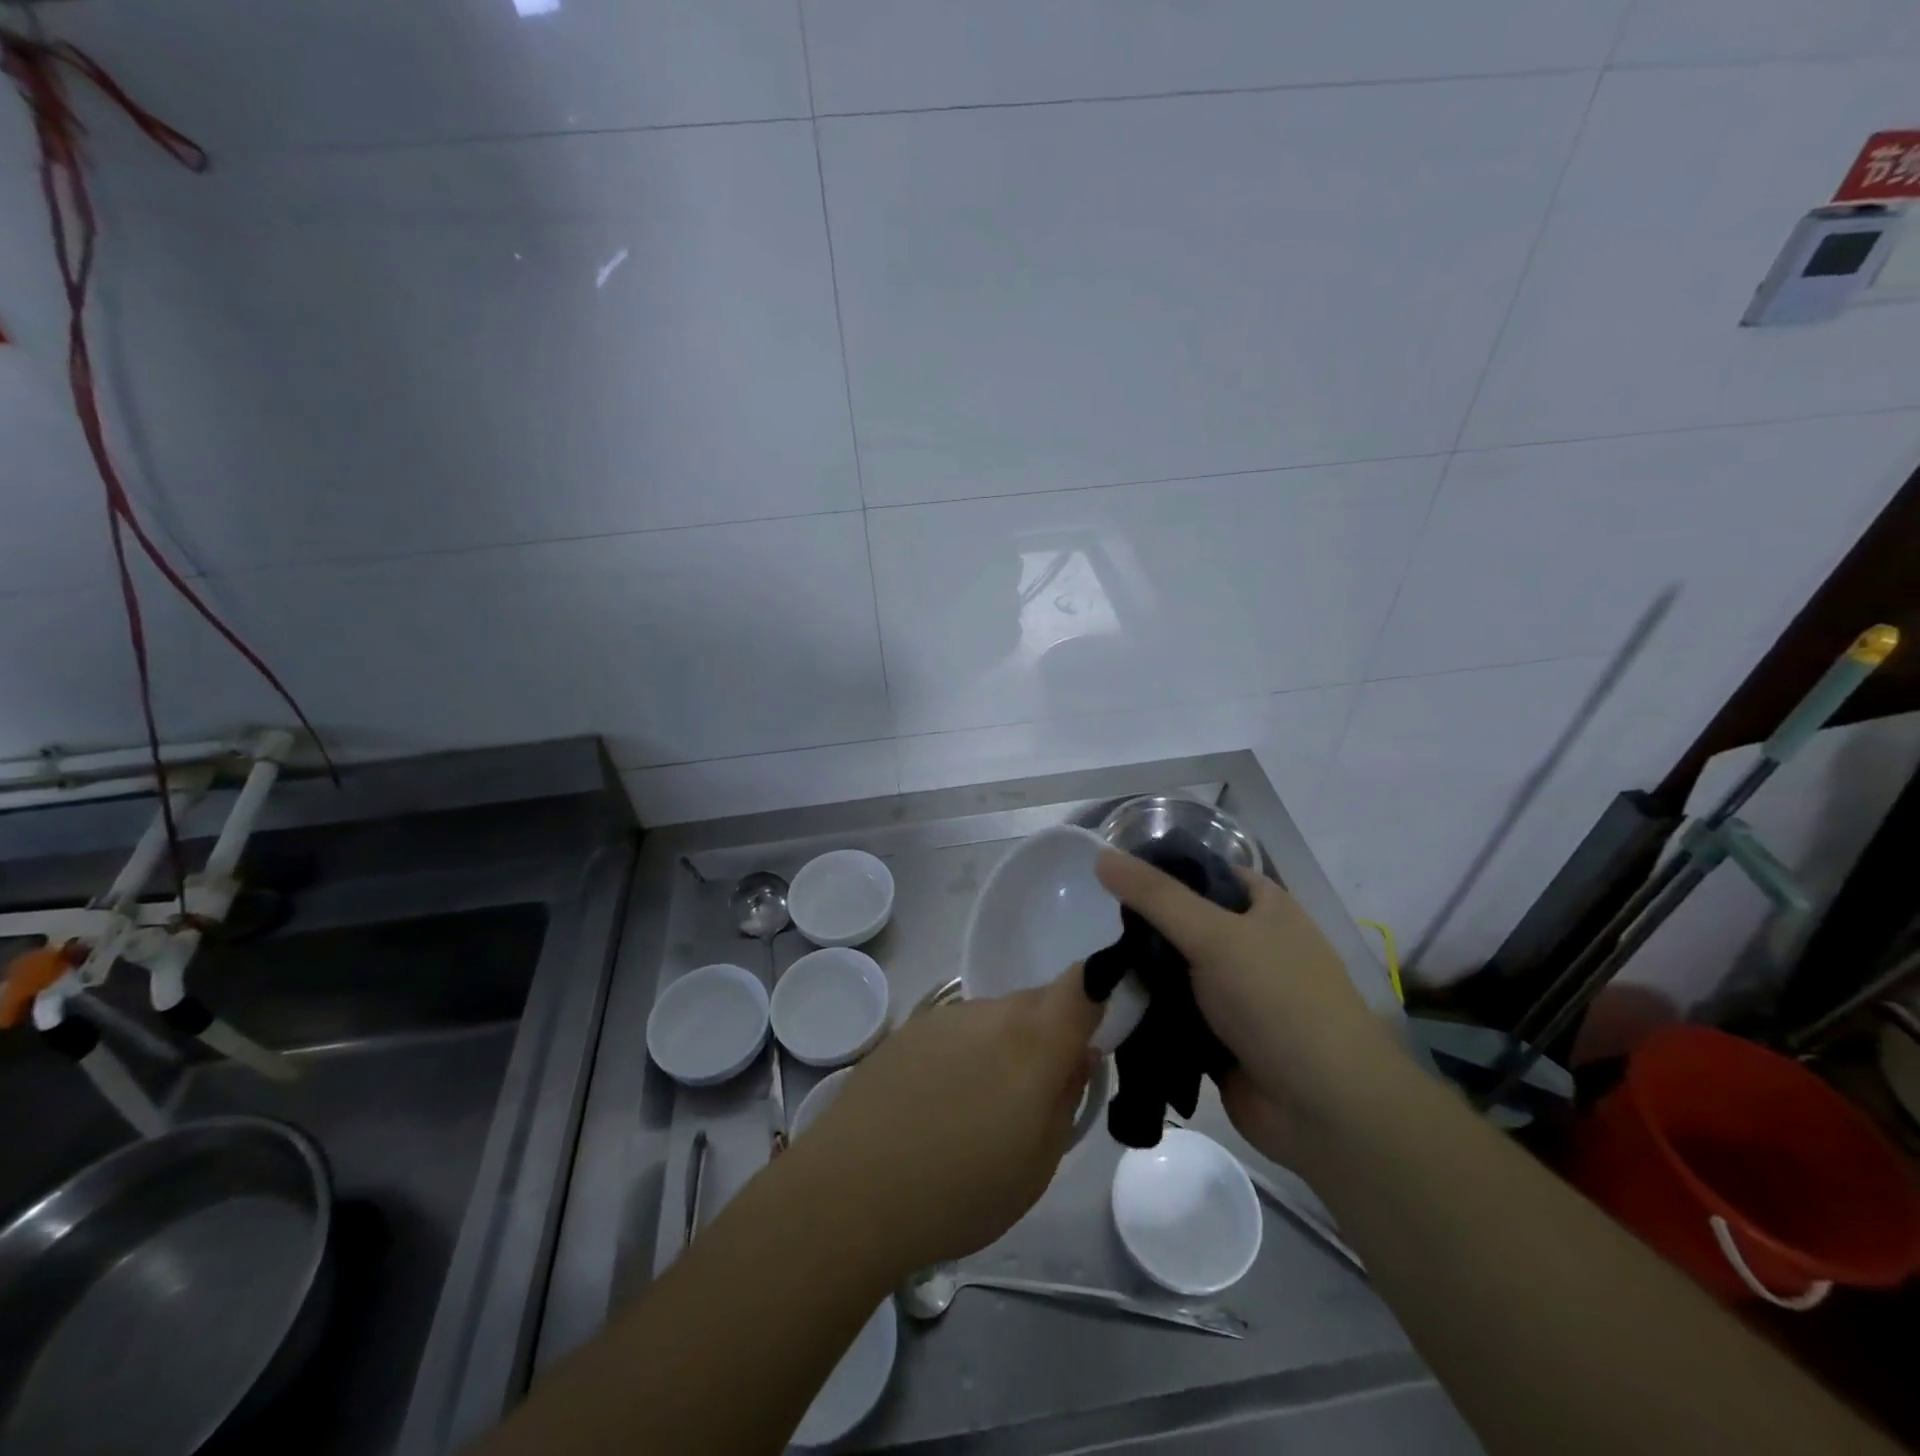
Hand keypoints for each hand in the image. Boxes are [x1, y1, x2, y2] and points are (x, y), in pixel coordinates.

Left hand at [798, 972, 1101, 1275]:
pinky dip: (965, 1054)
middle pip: (1037, 1002)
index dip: (1100, 994)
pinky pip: (957, 1030)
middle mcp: (990, 1012)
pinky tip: (940, 1103)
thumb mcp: (1038, 1164)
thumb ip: (1066, 1098)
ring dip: (1004, 1047)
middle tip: (1039, 1092)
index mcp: (1033, 1040)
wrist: (851, 1191)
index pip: (1083, 984)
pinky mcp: (907, 1029)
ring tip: (981, 1108)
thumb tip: (1078, 1056)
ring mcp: (944, 1016)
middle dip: (1049, 1034)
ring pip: (996, 1017)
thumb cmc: (960, 1190)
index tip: (1099, 1033)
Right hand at [1094, 849, 1398, 1161]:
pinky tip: (1107, 1004)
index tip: (1109, 874)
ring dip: (1139, 971)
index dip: (1160, 869)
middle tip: (1095, 925)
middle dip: (1141, 926)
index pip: (1202, 871)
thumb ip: (1155, 895)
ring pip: (1172, 969)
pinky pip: (1171, 1012)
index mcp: (1262, 907)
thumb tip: (1101, 855)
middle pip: (1182, 921)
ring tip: (1092, 966)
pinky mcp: (1217, 1036)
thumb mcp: (1214, 934)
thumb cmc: (1278, 1002)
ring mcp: (1234, 993)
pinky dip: (1146, 1009)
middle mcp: (1249, 944)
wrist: (1325, 1110)